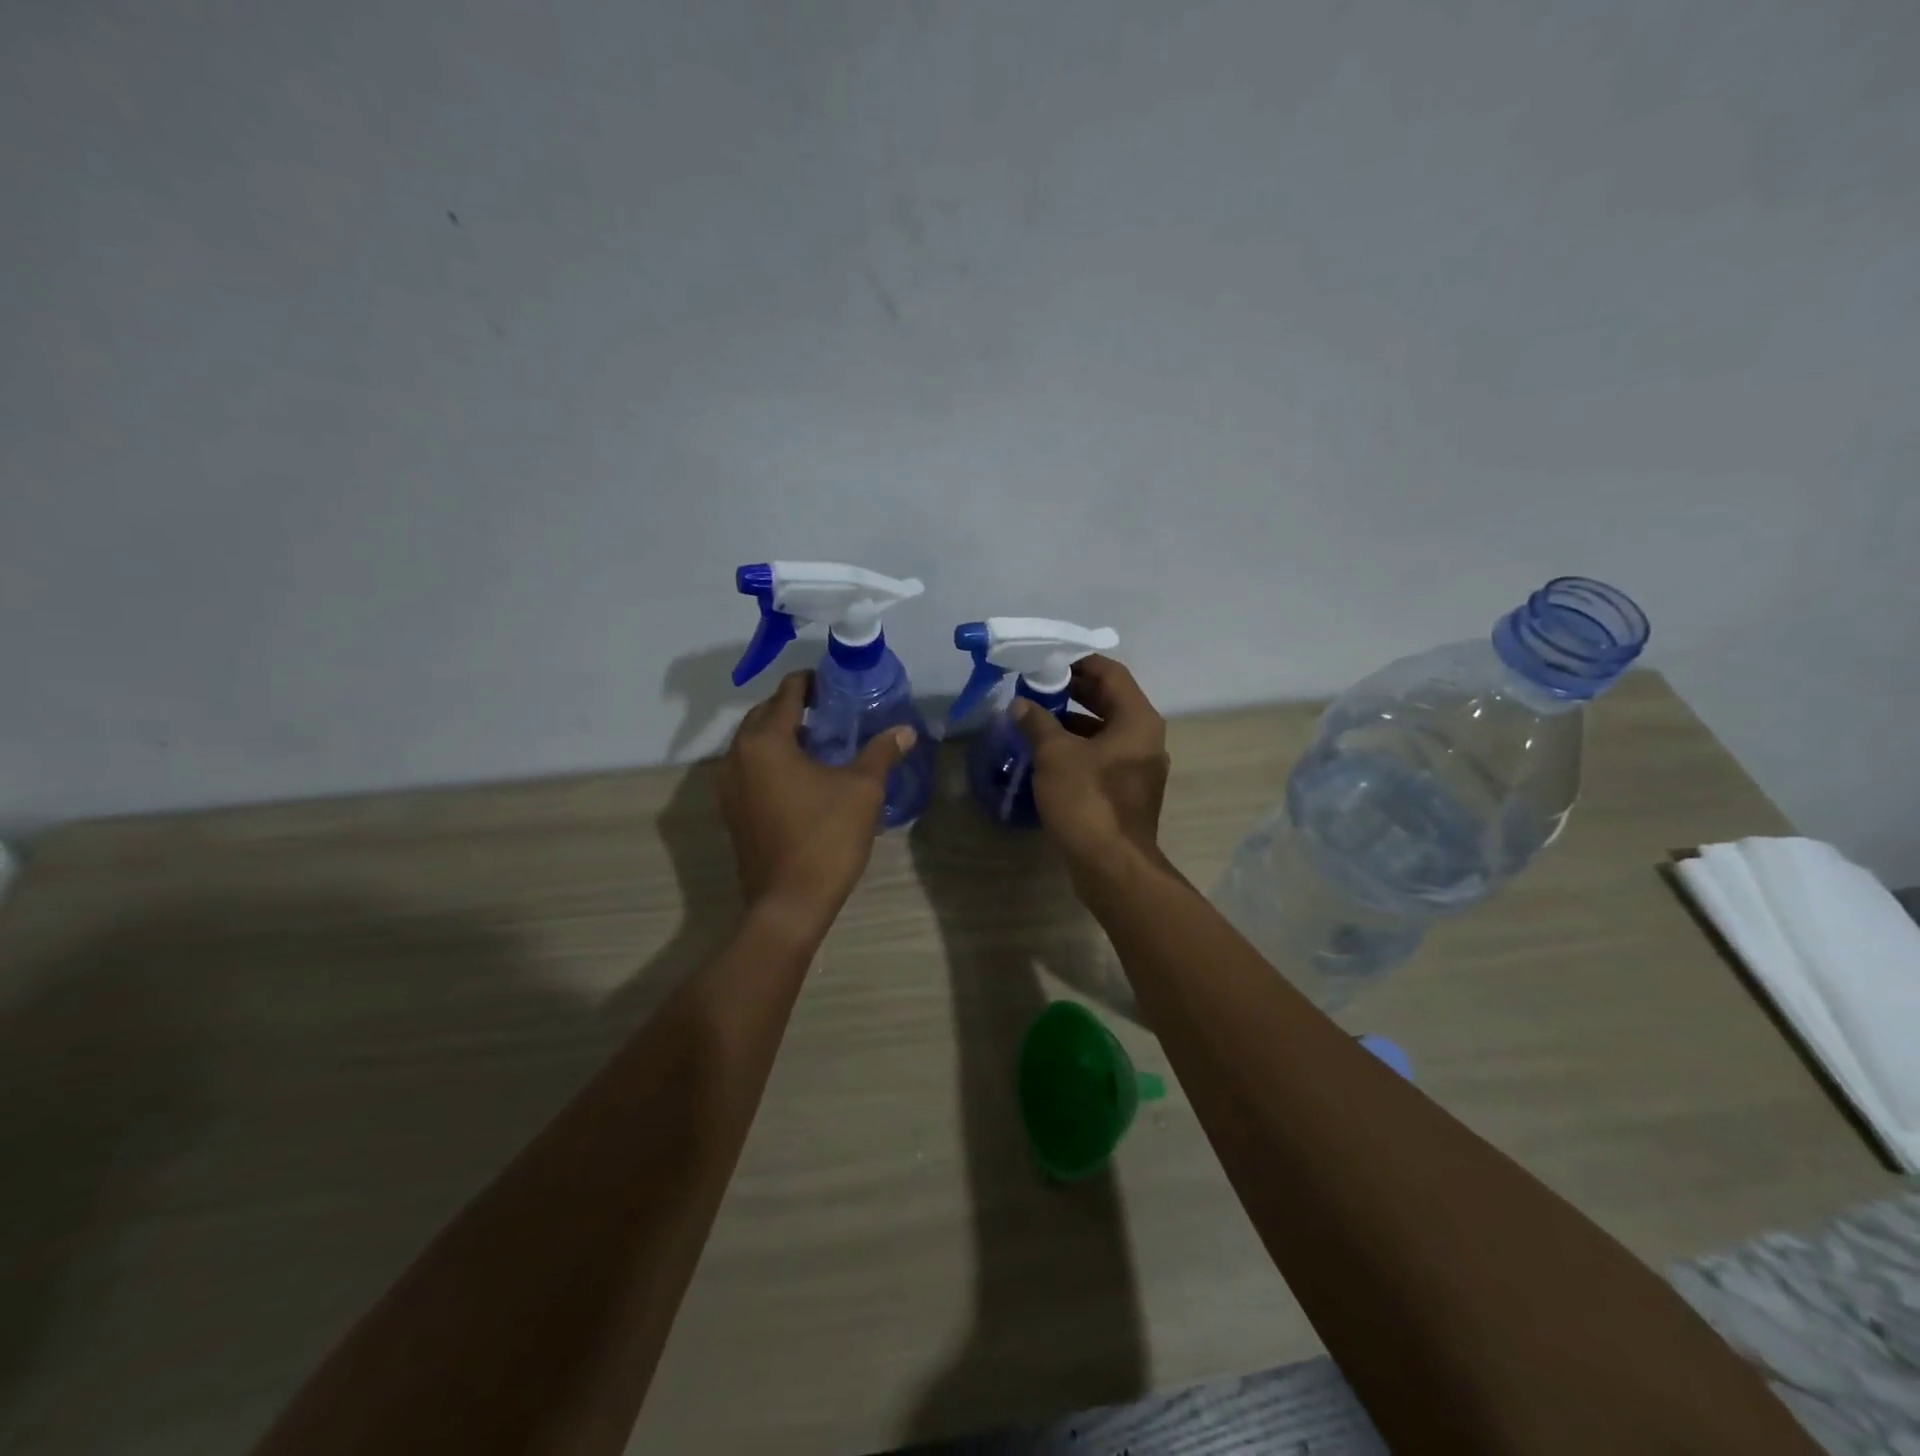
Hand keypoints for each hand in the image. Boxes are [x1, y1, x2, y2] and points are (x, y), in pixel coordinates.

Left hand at [718, 671, 915, 927]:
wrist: (790, 902)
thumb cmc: (826, 837)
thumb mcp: (862, 789)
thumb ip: (881, 752)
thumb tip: (905, 730)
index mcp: (765, 742)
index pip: (787, 694)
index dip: (811, 683)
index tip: (834, 683)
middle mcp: (737, 757)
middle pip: (765, 715)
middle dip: (794, 707)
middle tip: (831, 711)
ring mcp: (729, 787)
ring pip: (754, 744)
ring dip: (782, 735)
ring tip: (820, 742)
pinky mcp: (733, 812)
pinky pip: (751, 770)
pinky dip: (773, 761)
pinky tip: (803, 776)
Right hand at [1013, 655, 1169, 880]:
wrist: (1111, 865)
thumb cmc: (1086, 800)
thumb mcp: (1054, 755)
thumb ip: (1037, 722)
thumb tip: (1021, 704)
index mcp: (1137, 719)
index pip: (1111, 673)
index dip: (1079, 662)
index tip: (1047, 661)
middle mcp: (1145, 737)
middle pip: (1109, 700)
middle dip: (1072, 691)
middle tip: (1036, 687)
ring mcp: (1139, 766)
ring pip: (1104, 730)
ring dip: (1072, 721)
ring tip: (1035, 718)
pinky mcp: (1127, 790)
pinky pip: (1102, 755)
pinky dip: (1078, 748)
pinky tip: (1047, 754)